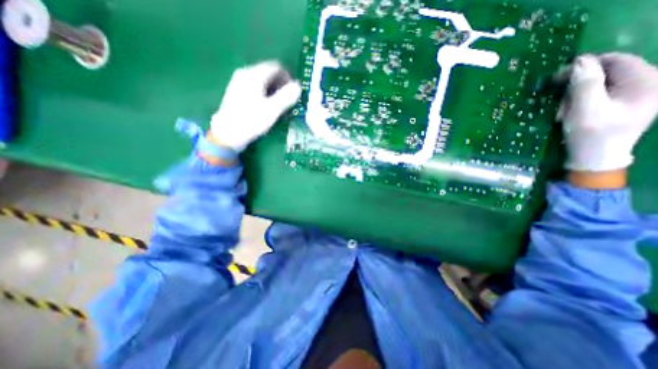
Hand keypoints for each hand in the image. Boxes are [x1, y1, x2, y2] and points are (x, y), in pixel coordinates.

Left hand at [209, 61, 301, 152]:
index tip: (294, 92)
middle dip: (281, 84)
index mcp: (254, 75)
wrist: (228, 134)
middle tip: (288, 100)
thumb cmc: (251, 121)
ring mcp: (239, 82)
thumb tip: (298, 86)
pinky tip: (267, 106)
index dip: (288, 77)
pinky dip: (265, 93)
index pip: (276, 67)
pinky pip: (256, 87)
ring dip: (274, 90)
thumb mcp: (272, 110)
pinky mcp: (237, 92)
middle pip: (269, 73)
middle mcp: (245, 73)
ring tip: (279, 105)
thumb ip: (287, 96)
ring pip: (262, 80)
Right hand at [556, 53, 657, 172]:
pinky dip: (581, 102)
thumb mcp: (585, 109)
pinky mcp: (626, 103)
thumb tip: (580, 60)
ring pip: (599, 84)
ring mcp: (639, 93)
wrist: (596, 158)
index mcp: (648, 80)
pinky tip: (572, 112)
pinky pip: (600, 94)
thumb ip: (585, 84)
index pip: (614, 60)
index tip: (556, 79)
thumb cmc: (591, 135)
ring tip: (564, 112)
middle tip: (559, 104)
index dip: (583, 66)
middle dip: (576, 87)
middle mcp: (650, 82)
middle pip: (606, 73)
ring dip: (575, 97)